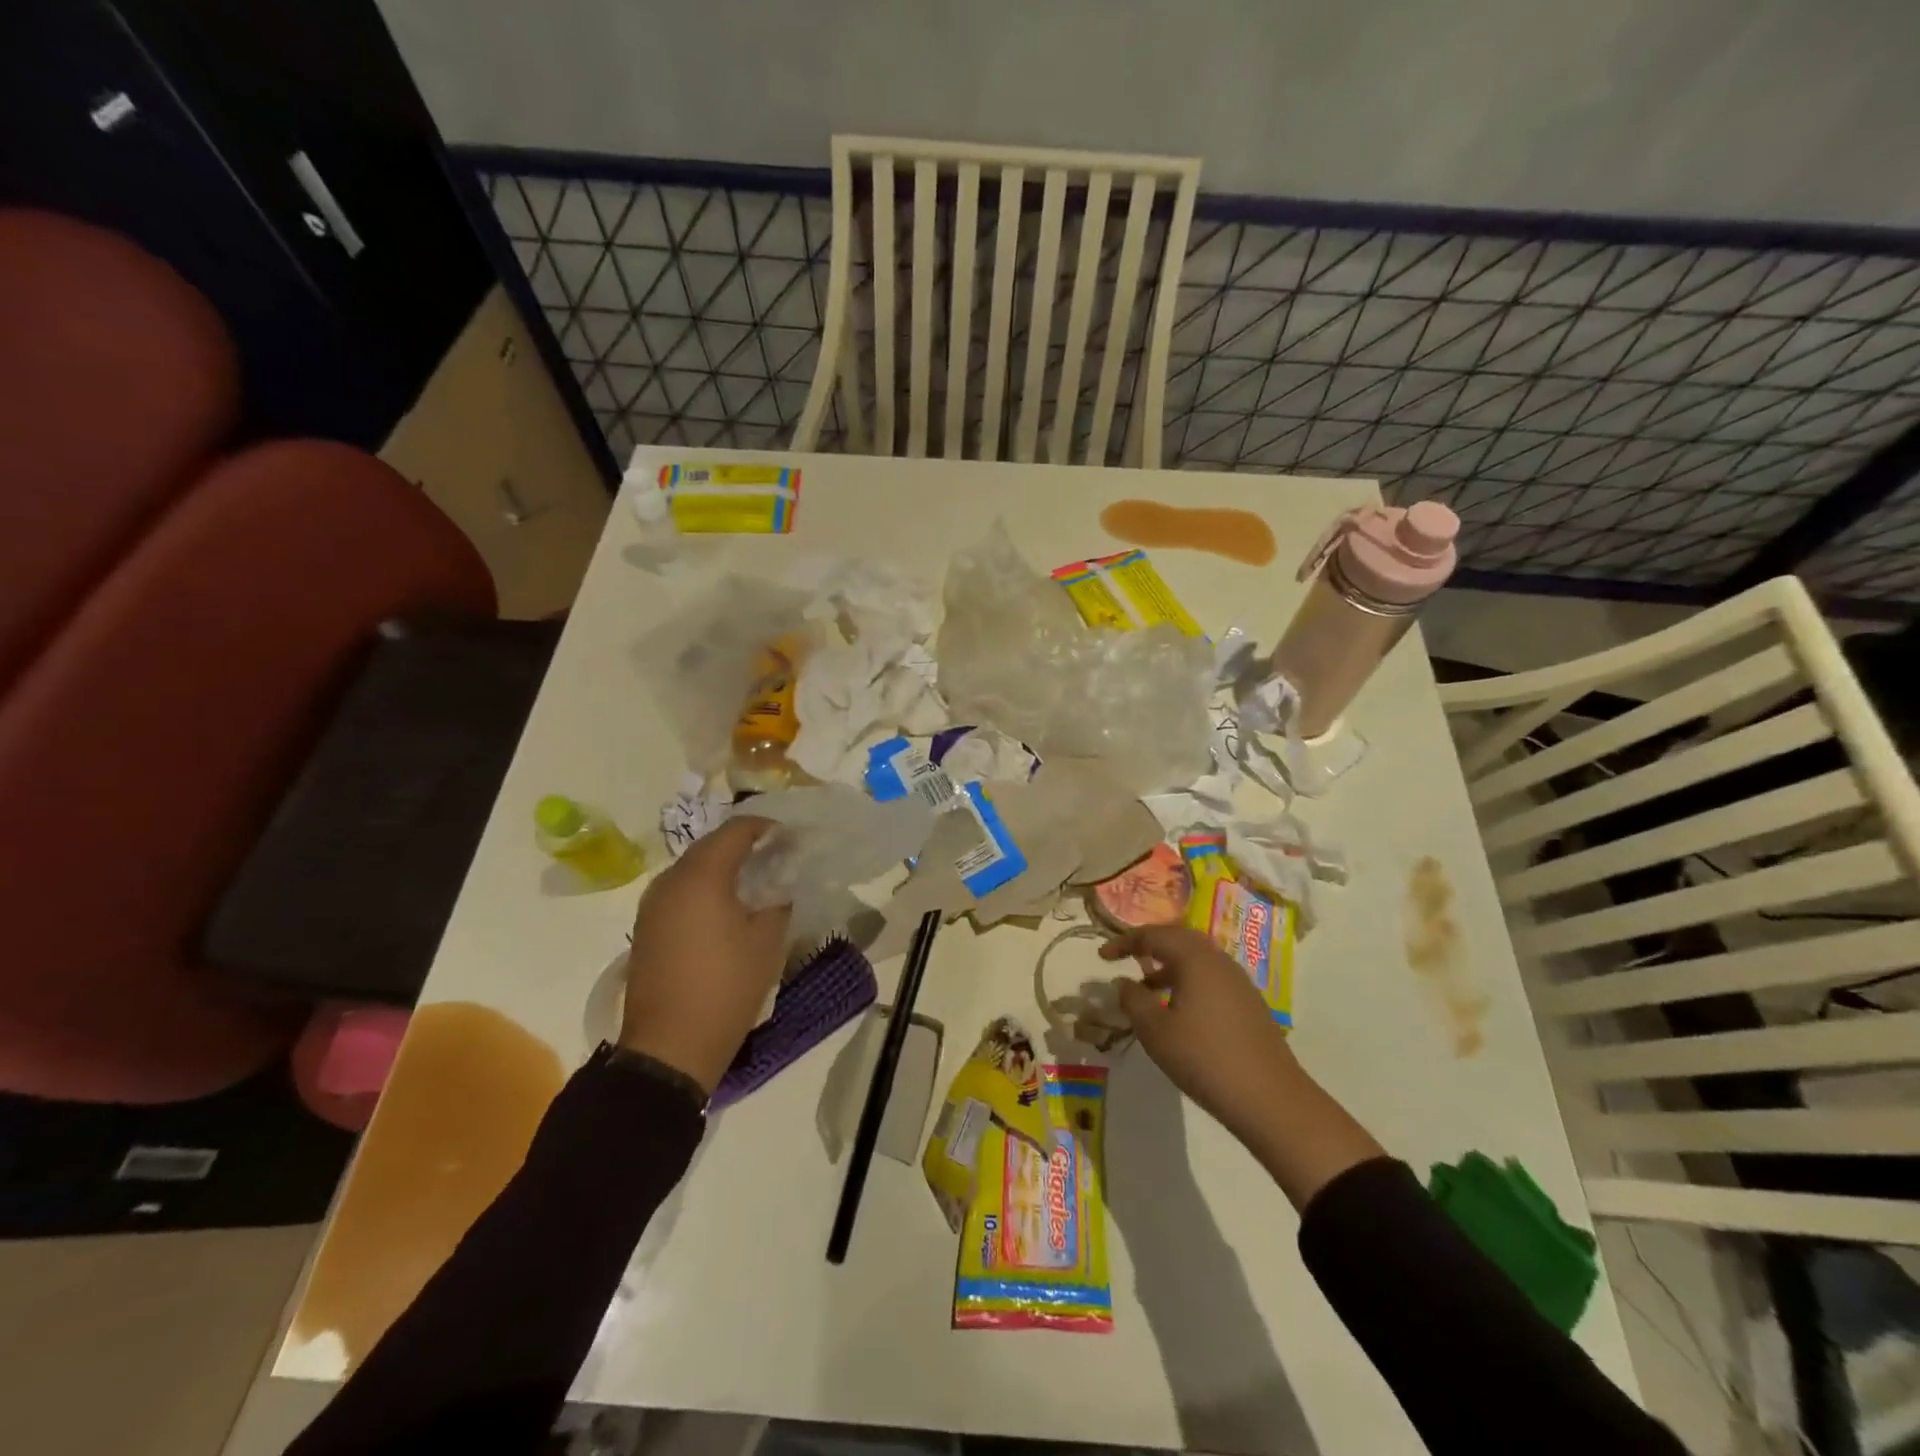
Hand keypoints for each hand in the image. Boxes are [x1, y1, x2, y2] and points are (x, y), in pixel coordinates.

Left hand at [620, 815, 789, 1094]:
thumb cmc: (726, 986)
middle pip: (710, 847)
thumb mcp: (767, 940)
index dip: (765, 827)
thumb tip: (780, 883)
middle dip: (743, 846)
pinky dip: (704, 890)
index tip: (789, 837)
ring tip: (753, 882)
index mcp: (701, 876)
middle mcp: (670, 881)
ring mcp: (652, 906)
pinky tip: (725, 909)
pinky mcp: (646, 929)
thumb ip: (778, 900)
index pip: (735, 831)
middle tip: (775, 857)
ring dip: (722, 868)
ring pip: (692, 870)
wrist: (670, 1046)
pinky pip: (680, 894)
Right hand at [1102, 923, 1383, 1209]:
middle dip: (1149, 946)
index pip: (1154, 935)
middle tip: (1126, 958)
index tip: (1103, 956)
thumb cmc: (1204, 1058)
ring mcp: (1238, 981)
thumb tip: (1124, 981)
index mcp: (1195, 958)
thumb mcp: (1155, 1031)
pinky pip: (1210, 977)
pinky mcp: (1249, 1003)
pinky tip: (1178, 1010)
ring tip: (1147, 989)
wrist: (1270, 1099)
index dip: (1124, 942)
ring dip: (1168, 966)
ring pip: (1196, 959)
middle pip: (1178, 939)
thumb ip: (1133, 1000)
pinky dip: (1187, 981)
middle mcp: (1218, 960)